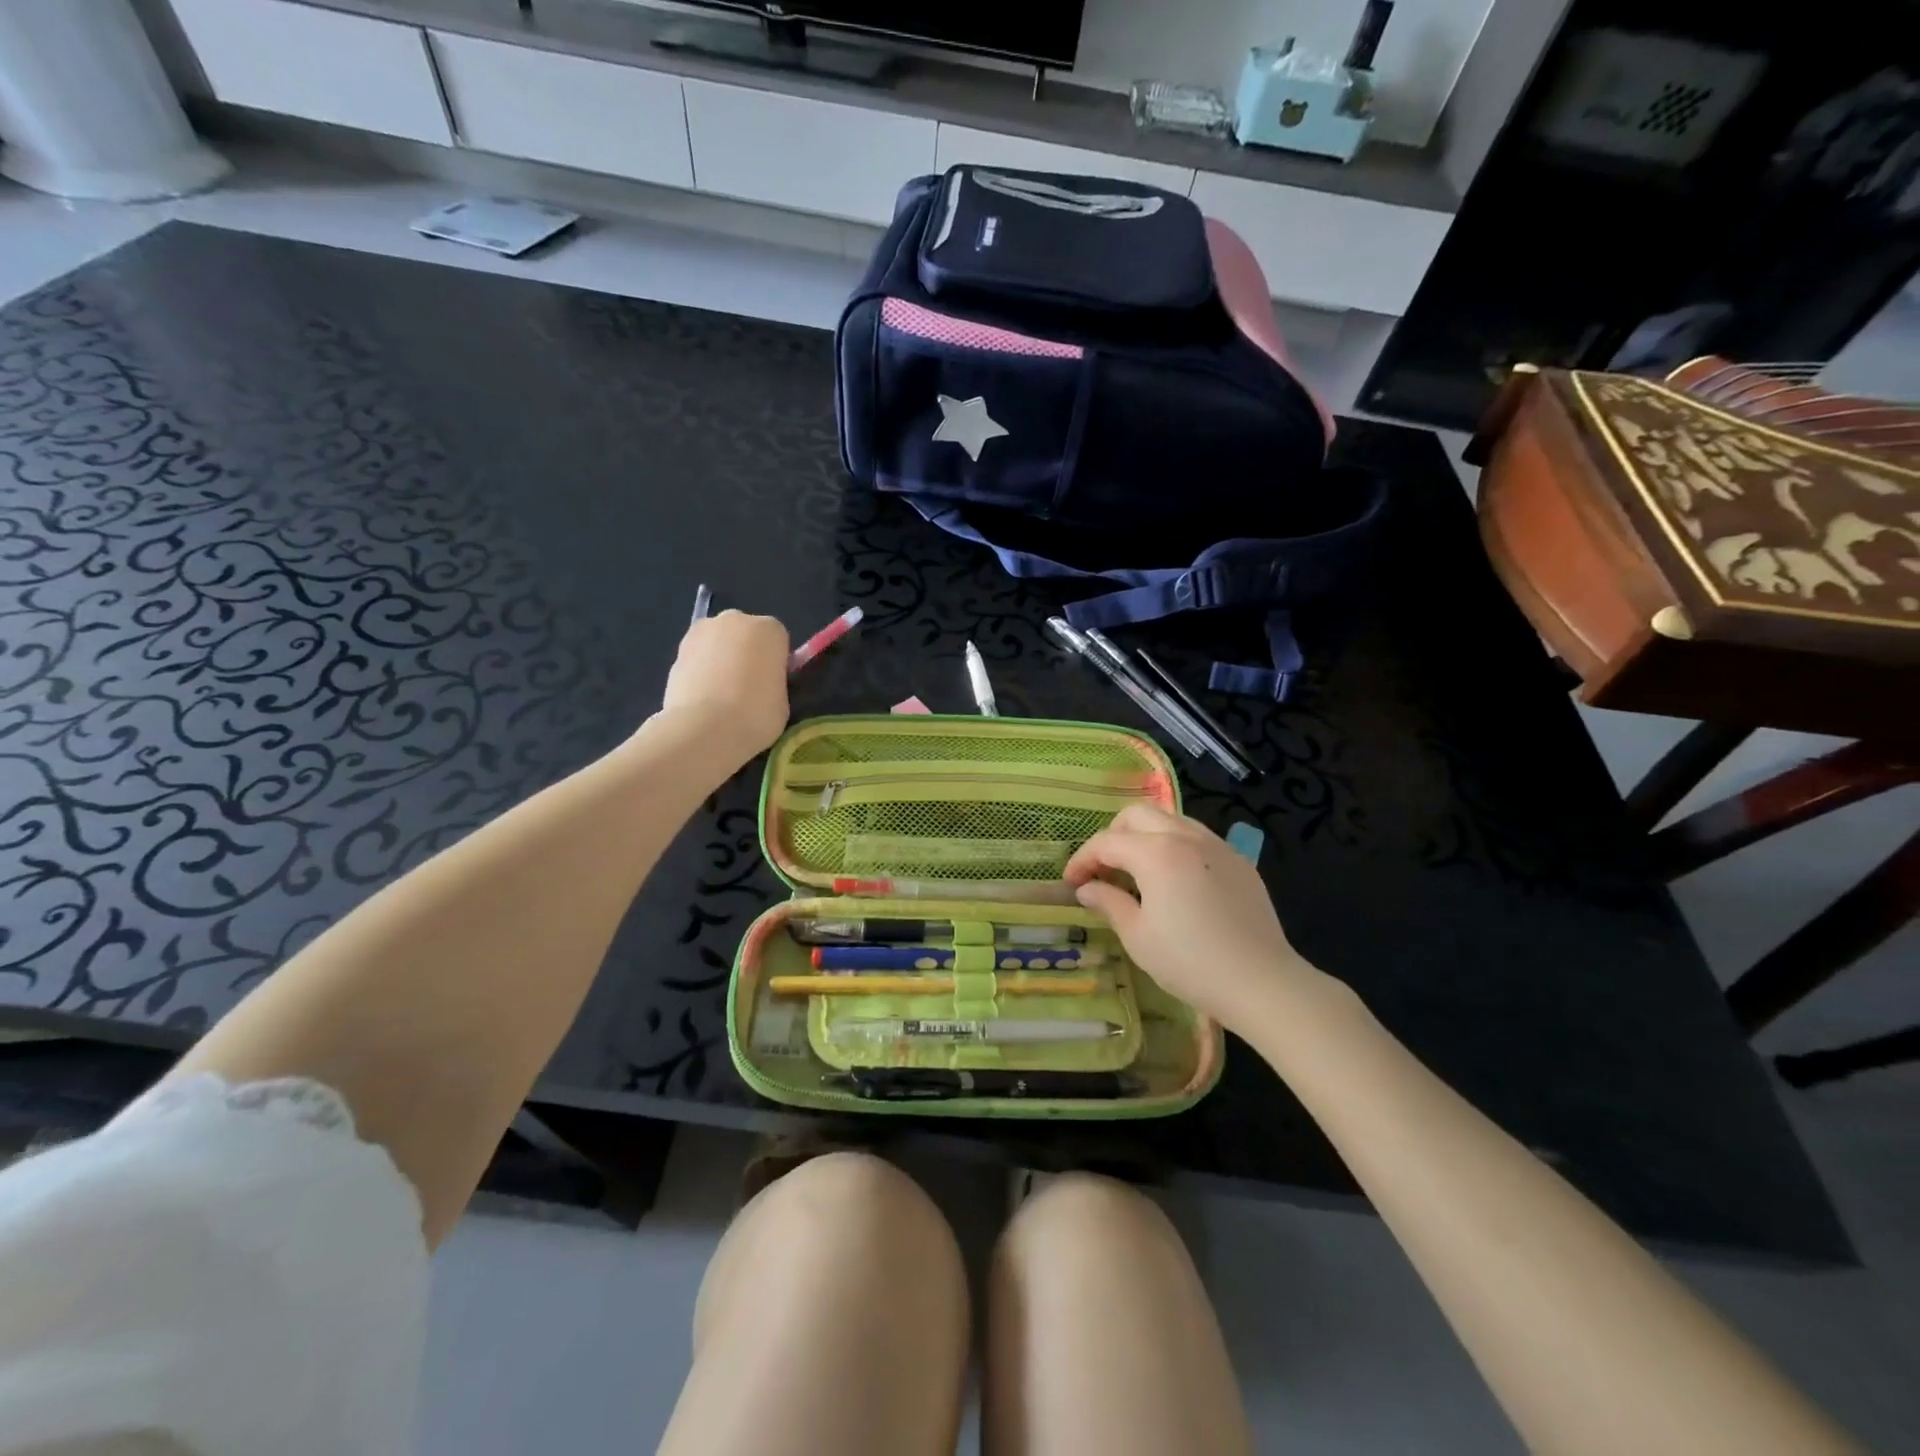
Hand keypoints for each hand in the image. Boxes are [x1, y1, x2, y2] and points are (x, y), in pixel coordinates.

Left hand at [659, 610, 789, 761]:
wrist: (704, 729)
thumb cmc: (755, 715)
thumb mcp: (783, 701)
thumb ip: (775, 682)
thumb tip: (764, 682)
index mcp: (769, 629)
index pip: (778, 640)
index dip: (776, 663)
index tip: (773, 684)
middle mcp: (735, 620)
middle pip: (746, 634)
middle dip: (747, 654)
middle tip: (748, 688)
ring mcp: (702, 632)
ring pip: (719, 643)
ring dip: (722, 660)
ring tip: (721, 696)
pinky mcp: (677, 650)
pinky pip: (698, 658)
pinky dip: (701, 671)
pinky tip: (702, 698)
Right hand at [1064, 804, 1323, 1032]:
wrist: (1261, 982)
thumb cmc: (1190, 962)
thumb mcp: (1138, 936)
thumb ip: (1108, 903)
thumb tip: (1087, 889)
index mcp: (1155, 853)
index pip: (1106, 842)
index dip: (1082, 860)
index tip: (1071, 883)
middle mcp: (1185, 836)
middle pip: (1137, 815)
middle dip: (1113, 836)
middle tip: (1103, 870)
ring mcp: (1217, 845)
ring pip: (1170, 819)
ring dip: (1144, 836)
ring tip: (1137, 871)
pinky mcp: (1238, 861)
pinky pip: (1197, 838)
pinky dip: (1174, 846)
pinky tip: (1174, 881)